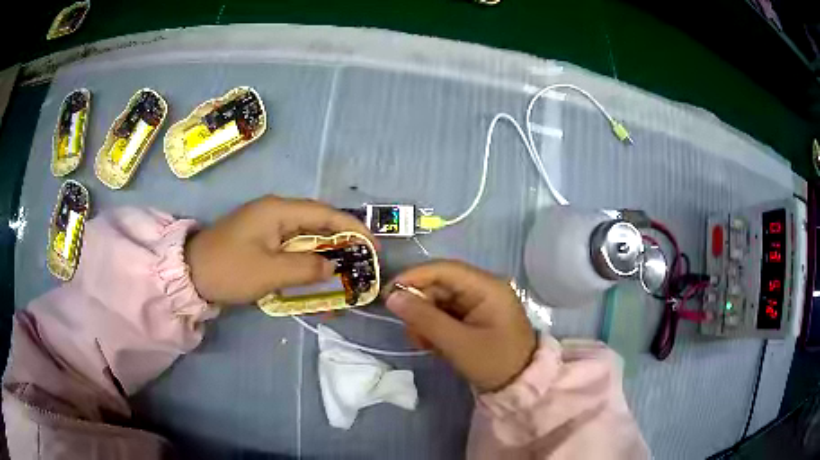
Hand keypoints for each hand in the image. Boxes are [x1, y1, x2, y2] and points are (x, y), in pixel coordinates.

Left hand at [185, 196, 372, 304]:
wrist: (191, 274)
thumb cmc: (229, 269)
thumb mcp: (270, 272)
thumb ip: (306, 268)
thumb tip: (332, 267)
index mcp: (279, 211)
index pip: (326, 214)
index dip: (353, 228)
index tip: (373, 247)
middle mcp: (276, 213)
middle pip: (318, 224)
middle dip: (342, 244)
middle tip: (362, 264)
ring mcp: (268, 227)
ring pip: (306, 239)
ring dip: (325, 257)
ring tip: (344, 275)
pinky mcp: (262, 241)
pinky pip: (292, 250)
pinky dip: (306, 264)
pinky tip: (315, 280)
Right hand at [385, 260, 535, 391]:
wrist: (518, 387)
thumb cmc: (493, 363)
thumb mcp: (457, 343)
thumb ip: (424, 318)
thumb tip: (392, 297)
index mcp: (486, 287)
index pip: (444, 269)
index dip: (414, 277)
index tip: (387, 293)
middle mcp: (482, 289)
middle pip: (440, 286)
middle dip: (420, 306)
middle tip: (410, 332)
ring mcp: (478, 304)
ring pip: (439, 301)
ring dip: (425, 321)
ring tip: (423, 343)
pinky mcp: (474, 318)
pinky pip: (446, 315)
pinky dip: (434, 328)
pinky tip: (432, 345)